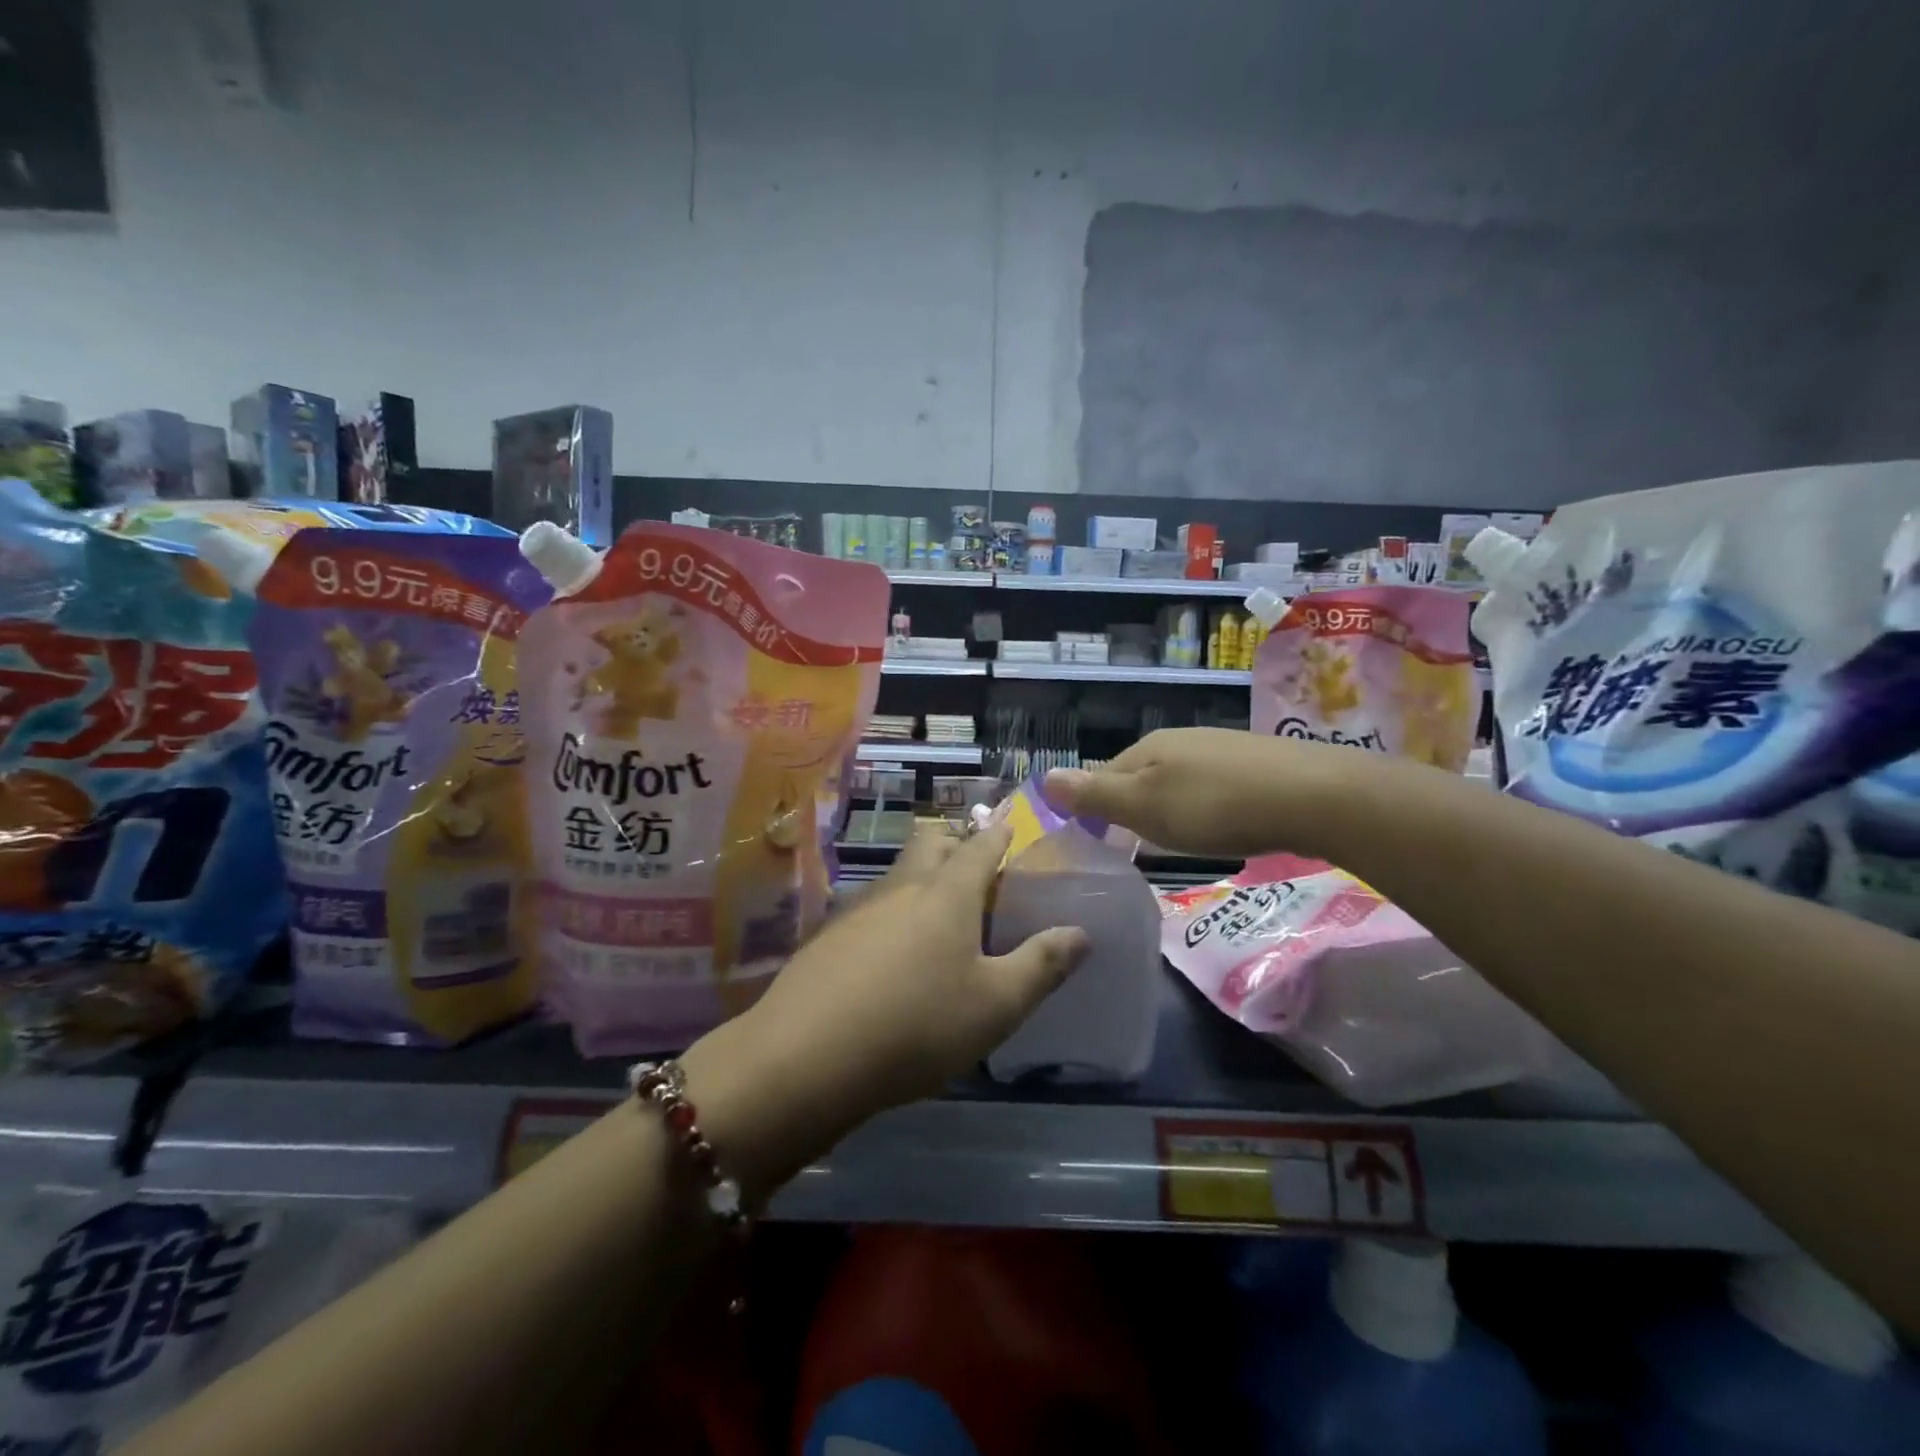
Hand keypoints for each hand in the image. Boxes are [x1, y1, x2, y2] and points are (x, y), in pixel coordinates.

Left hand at [682, 821, 1088, 1193]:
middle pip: (930, 843)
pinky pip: (871, 906)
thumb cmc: (917, 1025)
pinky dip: (892, 911)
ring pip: (898, 873)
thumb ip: (1042, 965)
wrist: (806, 1056)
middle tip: (975, 867)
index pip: (980, 847)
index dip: (999, 834)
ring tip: (938, 909)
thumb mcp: (996, 1005)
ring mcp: (859, 908)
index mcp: (947, 893)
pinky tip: (891, 950)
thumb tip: (1081, 933)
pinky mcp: (828, 935)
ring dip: (921, 876)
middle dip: (954, 843)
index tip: (1009, 826)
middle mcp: (902, 886)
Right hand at [1043, 727, 1366, 859]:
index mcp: (1148, 747)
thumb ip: (1095, 795)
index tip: (1098, 843)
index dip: (1095, 806)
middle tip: (1137, 845)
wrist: (1312, 796)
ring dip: (1171, 806)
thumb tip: (1044, 778)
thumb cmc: (1215, 807)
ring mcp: (1221, 748)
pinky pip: (1214, 785)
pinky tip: (1222, 824)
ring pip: (1179, 778)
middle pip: (1142, 773)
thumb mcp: (1145, 807)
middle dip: (1134, 806)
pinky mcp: (1256, 764)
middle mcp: (1181, 739)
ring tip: (1178, 839)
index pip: (1103, 774)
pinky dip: (1207, 805)